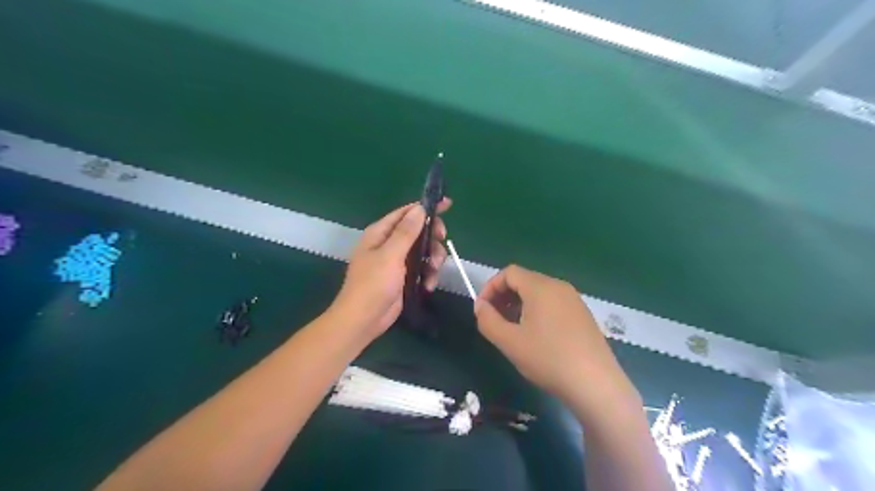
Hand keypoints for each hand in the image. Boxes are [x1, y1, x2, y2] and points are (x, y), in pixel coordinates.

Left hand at [328, 200, 450, 340]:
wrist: (363, 320)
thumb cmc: (372, 284)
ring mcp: (397, 261)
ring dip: (433, 259)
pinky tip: (428, 285)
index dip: (426, 207)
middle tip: (442, 241)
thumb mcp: (390, 256)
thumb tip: (419, 208)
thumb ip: (406, 232)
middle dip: (433, 237)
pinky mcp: (404, 277)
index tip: (447, 205)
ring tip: (433, 271)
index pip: (406, 212)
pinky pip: (423, 268)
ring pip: (424, 251)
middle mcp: (389, 243)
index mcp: (380, 233)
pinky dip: (428, 275)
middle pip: (419, 231)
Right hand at [475, 265, 640, 417]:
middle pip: (524, 280)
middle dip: (503, 296)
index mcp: (541, 287)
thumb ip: (488, 320)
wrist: (596, 384)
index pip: (509, 273)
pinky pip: (553, 302)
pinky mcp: (583, 314)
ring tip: (512, 328)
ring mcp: (574, 300)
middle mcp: (559, 286)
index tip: (482, 310)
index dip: (490, 287)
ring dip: (519, 304)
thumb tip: (480, 306)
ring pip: (539, 292)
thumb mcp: (509, 342)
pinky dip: (536, 310)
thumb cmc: (548, 359)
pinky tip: (536, 335)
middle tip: (494, 319)